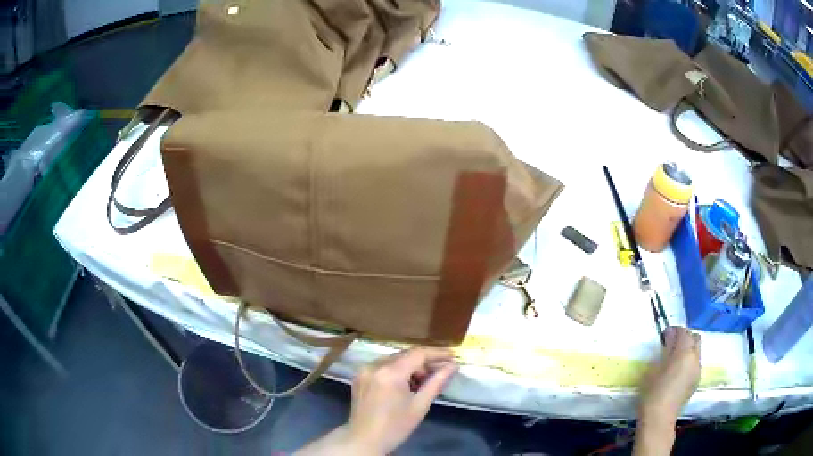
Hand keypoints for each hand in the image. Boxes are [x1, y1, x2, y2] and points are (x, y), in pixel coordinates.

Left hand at [346, 347, 458, 453]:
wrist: (364, 440)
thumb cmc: (395, 426)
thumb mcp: (420, 406)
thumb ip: (437, 382)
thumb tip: (453, 366)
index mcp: (390, 373)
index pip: (417, 354)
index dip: (437, 353)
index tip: (453, 356)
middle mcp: (375, 366)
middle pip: (405, 355)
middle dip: (425, 361)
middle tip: (441, 371)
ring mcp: (364, 370)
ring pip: (394, 359)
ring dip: (411, 366)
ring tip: (423, 381)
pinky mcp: (360, 375)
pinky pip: (383, 366)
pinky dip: (397, 370)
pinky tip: (406, 384)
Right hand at [639, 326, 700, 425]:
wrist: (659, 418)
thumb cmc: (653, 393)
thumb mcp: (655, 368)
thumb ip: (665, 351)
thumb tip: (669, 339)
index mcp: (685, 352)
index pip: (683, 332)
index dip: (674, 331)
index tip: (664, 335)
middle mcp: (695, 358)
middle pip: (695, 338)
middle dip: (685, 337)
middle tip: (671, 343)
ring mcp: (698, 370)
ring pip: (697, 351)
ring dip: (688, 349)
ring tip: (674, 358)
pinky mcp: (696, 381)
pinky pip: (695, 363)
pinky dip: (689, 361)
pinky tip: (678, 371)